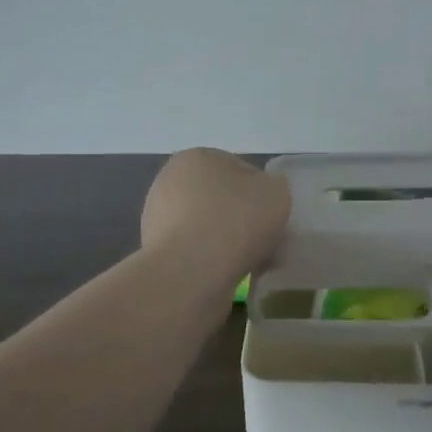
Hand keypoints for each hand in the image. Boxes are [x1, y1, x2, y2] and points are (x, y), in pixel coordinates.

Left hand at [141, 149, 291, 282]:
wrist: (189, 274)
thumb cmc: (234, 221)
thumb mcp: (276, 194)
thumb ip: (274, 187)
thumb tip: (263, 196)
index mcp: (196, 157)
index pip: (239, 170)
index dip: (261, 194)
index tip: (272, 217)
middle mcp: (169, 180)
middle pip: (219, 198)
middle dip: (240, 217)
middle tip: (262, 240)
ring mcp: (157, 217)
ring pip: (206, 226)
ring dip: (225, 240)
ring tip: (247, 262)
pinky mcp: (154, 251)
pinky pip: (194, 251)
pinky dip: (209, 260)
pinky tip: (226, 274)